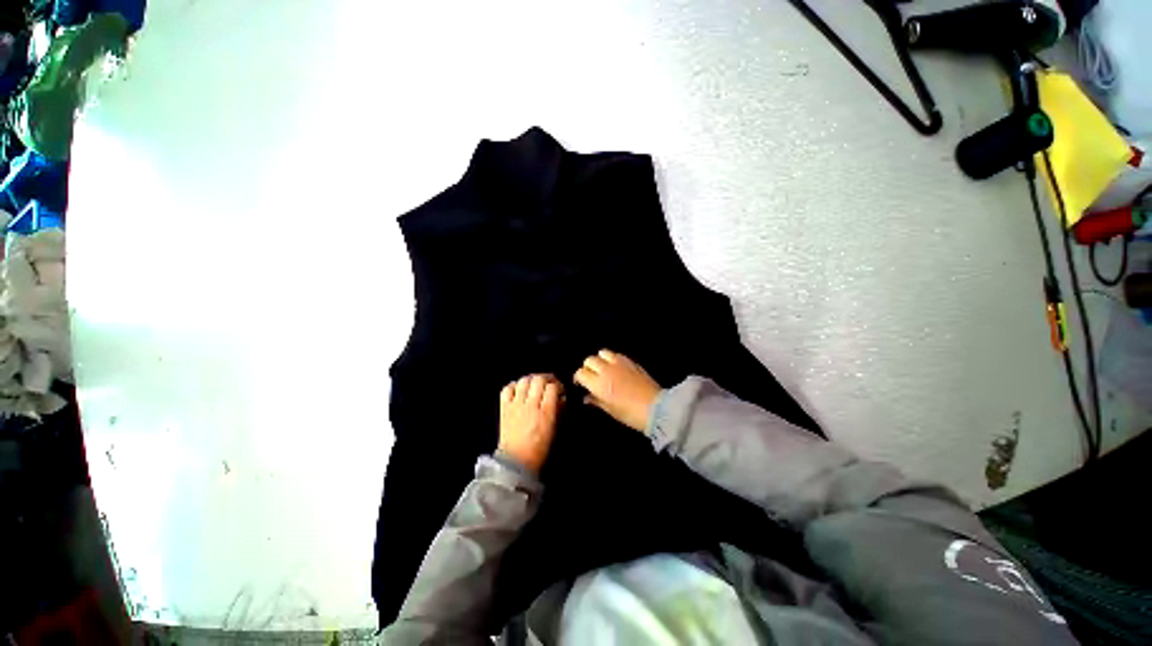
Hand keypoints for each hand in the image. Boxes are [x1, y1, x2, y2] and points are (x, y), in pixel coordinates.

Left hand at [498, 374, 562, 472]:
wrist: (516, 461)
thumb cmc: (539, 448)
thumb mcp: (555, 429)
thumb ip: (559, 411)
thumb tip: (561, 397)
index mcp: (545, 413)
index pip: (552, 387)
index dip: (557, 385)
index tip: (559, 389)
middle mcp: (530, 405)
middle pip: (538, 380)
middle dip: (546, 378)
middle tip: (548, 383)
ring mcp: (516, 405)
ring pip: (524, 381)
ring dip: (531, 380)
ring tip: (534, 384)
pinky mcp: (504, 408)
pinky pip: (508, 388)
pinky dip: (514, 385)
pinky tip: (519, 389)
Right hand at [574, 350, 661, 432]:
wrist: (655, 408)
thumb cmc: (630, 414)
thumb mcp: (610, 410)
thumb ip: (595, 401)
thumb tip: (586, 397)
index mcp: (599, 383)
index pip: (580, 373)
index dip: (578, 378)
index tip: (581, 384)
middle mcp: (606, 370)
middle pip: (589, 360)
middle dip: (587, 367)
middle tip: (591, 376)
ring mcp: (619, 363)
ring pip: (602, 352)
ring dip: (599, 359)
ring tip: (603, 368)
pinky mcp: (630, 361)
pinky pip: (615, 354)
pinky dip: (611, 358)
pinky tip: (615, 367)